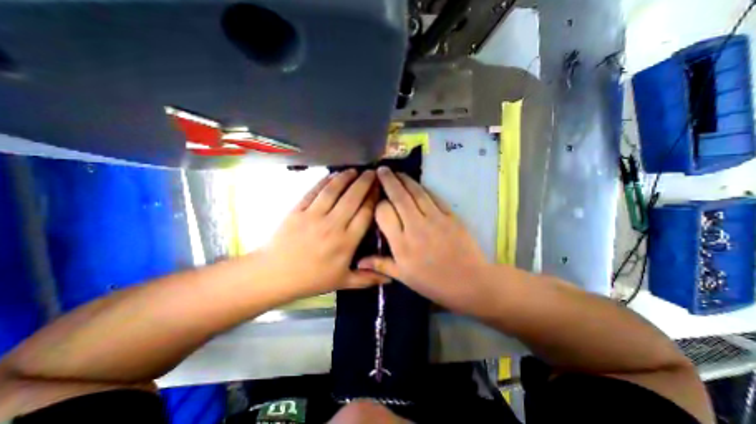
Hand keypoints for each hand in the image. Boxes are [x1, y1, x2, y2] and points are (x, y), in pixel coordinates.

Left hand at [263, 170, 389, 297]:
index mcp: (346, 242)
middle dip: (365, 182)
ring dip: (346, 178)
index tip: (380, 187)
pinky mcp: (298, 210)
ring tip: (355, 170)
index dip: (374, 198)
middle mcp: (333, 225)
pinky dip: (324, 181)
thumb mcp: (343, 282)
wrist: (275, 275)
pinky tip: (332, 175)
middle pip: (353, 198)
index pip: (365, 213)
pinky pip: (314, 191)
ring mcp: (313, 216)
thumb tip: (391, 278)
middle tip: (373, 172)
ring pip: (334, 191)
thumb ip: (368, 278)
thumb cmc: (312, 279)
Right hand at [358, 166, 493, 315]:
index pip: (384, 213)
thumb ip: (381, 265)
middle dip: (388, 180)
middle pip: (399, 197)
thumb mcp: (404, 277)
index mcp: (401, 244)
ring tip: (397, 172)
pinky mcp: (450, 216)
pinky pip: (434, 197)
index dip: (379, 203)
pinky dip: (423, 188)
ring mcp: (435, 219)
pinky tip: (417, 184)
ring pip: (416, 192)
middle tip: (381, 170)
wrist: (469, 282)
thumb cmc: (433, 283)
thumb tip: (358, 261)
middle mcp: (415, 227)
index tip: (376, 199)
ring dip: (405, 180)